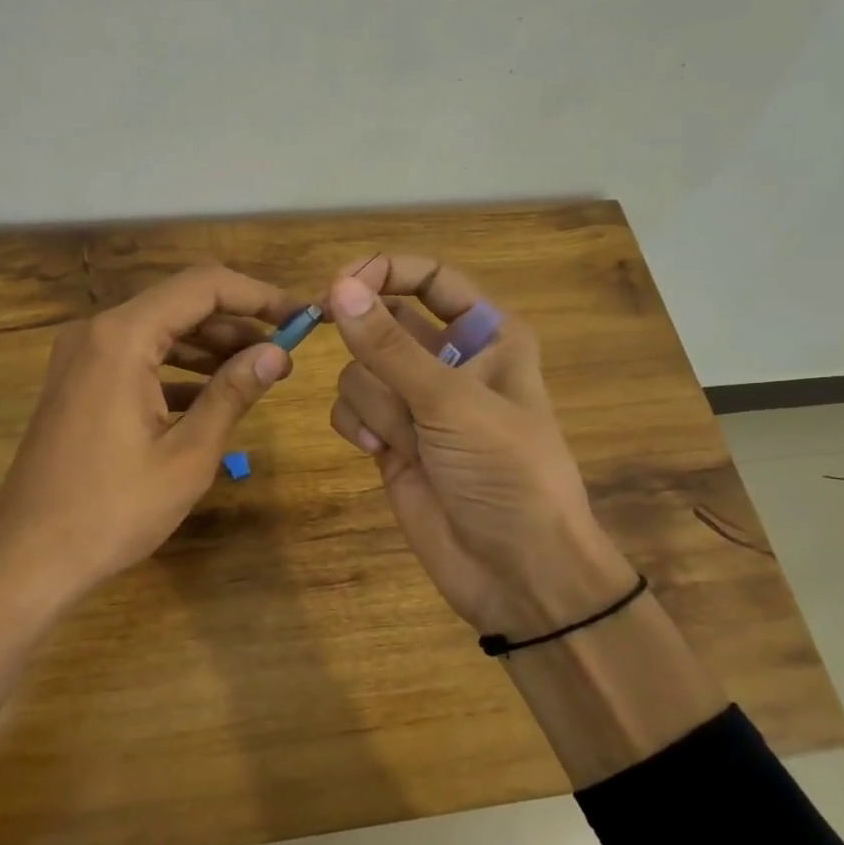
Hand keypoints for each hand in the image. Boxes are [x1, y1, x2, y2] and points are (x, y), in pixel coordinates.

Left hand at [0, 265, 302, 610]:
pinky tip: (210, 396)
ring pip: (159, 330)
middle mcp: (97, 332)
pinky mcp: (78, 382)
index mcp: (122, 337)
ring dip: (209, 346)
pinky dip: (176, 369)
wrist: (28, 558)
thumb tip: (278, 353)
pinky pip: (136, 358)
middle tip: (285, 352)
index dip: (258, 295)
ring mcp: (81, 356)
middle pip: (180, 303)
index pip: (203, 286)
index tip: (300, 316)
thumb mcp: (187, 455)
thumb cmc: (113, 511)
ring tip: (257, 372)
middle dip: (237, 323)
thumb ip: (232, 393)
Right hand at [324, 256, 637, 635]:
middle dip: (366, 340)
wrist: (517, 572)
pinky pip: (351, 407)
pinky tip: (376, 451)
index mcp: (487, 335)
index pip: (431, 278)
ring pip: (361, 369)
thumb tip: (339, 286)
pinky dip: (356, 425)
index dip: (384, 272)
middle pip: (384, 321)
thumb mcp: (451, 403)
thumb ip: (390, 347)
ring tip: (404, 438)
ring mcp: (416, 403)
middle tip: (326, 332)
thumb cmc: (506, 474)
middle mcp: (449, 360)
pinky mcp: (390, 439)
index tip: (338, 284)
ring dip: (372, 400)